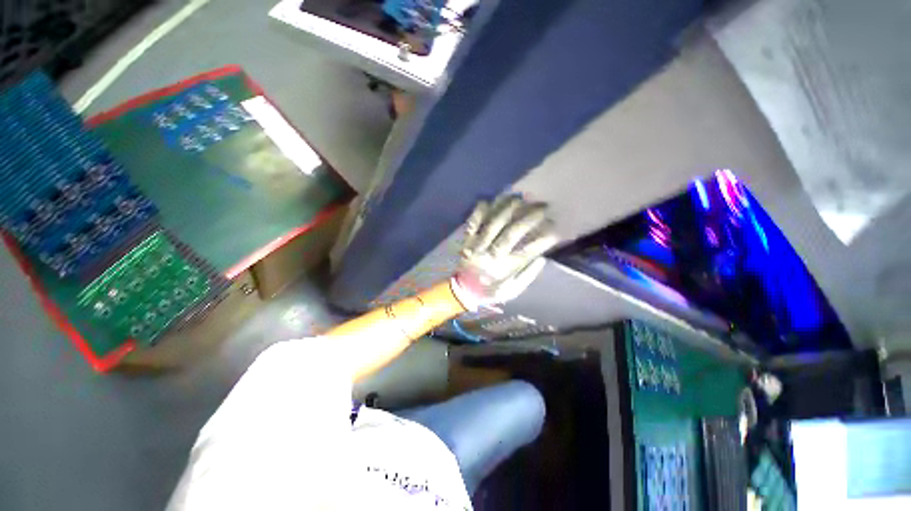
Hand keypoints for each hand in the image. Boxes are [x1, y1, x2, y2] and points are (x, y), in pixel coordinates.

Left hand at [451, 195, 558, 309]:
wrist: (461, 291)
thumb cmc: (488, 291)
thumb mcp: (510, 292)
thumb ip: (526, 277)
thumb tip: (542, 259)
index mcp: (503, 269)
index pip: (527, 251)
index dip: (542, 239)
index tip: (555, 229)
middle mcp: (490, 254)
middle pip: (512, 232)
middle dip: (529, 218)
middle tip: (543, 207)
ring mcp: (476, 245)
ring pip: (493, 223)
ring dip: (507, 208)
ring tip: (520, 197)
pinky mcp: (466, 241)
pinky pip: (472, 223)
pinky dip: (479, 212)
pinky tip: (488, 201)